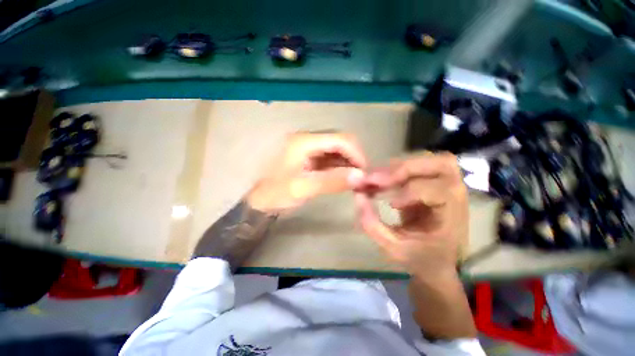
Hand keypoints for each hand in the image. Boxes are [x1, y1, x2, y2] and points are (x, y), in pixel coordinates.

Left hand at [247, 132, 366, 214]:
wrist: (261, 200)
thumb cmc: (277, 193)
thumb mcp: (303, 188)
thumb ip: (332, 181)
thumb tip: (360, 176)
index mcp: (303, 141)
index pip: (339, 139)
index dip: (356, 153)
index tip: (364, 172)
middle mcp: (307, 139)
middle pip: (339, 141)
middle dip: (353, 157)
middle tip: (360, 177)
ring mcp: (309, 147)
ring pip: (336, 149)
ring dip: (348, 162)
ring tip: (355, 179)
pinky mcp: (310, 156)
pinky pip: (330, 157)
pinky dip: (340, 166)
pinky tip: (344, 177)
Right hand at [354, 152, 467, 279]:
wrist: (435, 260)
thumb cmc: (418, 258)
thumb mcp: (393, 248)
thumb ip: (372, 224)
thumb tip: (358, 195)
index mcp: (453, 218)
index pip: (439, 192)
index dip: (412, 192)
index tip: (389, 204)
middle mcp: (455, 196)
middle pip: (439, 164)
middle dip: (403, 169)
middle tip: (376, 179)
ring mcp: (445, 186)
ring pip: (427, 159)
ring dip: (397, 166)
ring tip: (376, 179)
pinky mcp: (431, 182)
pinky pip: (415, 165)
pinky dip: (395, 169)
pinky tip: (381, 181)